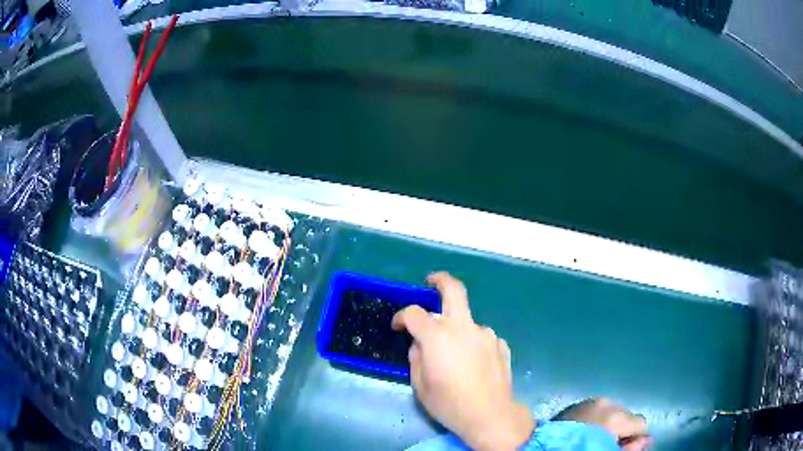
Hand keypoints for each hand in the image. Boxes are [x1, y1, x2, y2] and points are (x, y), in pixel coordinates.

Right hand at [392, 272, 534, 450]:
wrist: (490, 415)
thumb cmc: (449, 404)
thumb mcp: (420, 385)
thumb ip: (416, 357)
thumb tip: (419, 344)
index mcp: (438, 337)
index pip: (414, 313)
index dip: (401, 316)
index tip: (398, 326)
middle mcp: (463, 328)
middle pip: (454, 290)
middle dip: (440, 281)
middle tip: (431, 282)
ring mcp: (486, 334)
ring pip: (467, 321)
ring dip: (457, 329)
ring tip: (455, 355)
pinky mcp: (500, 344)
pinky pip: (480, 337)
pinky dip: (472, 344)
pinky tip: (473, 364)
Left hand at [553, 398, 650, 449]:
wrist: (537, 444)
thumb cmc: (578, 449)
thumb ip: (630, 447)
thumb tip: (646, 441)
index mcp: (616, 416)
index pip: (641, 423)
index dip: (637, 438)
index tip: (627, 447)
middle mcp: (608, 403)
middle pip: (627, 416)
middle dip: (625, 429)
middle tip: (611, 444)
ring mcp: (591, 401)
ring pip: (614, 412)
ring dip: (612, 424)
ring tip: (597, 439)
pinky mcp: (578, 403)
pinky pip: (598, 411)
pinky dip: (598, 420)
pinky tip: (587, 432)